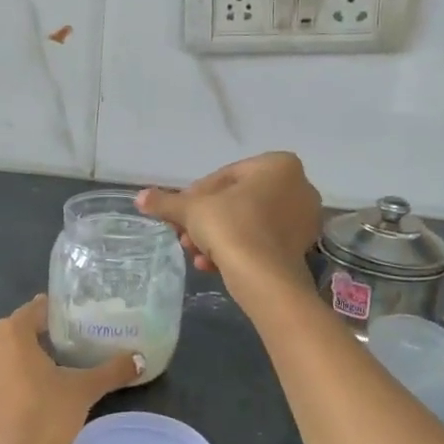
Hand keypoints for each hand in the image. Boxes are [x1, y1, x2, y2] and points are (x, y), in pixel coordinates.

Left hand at [0, 297, 141, 443]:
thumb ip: (111, 372)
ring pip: (5, 356)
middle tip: (73, 347)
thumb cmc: (41, 416)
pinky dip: (11, 383)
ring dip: (26, 361)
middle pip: (20, 331)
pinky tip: (31, 402)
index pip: (37, 309)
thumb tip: (140, 360)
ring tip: (55, 374)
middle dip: (44, 337)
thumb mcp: (82, 391)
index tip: (79, 321)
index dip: (59, 313)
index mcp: (10, 332)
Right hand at [137, 153, 322, 295]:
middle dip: (206, 220)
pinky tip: (211, 265)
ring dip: (217, 237)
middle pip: (236, 201)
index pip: (225, 176)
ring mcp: (303, 219)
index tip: (179, 213)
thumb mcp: (192, 210)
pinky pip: (260, 242)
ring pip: (247, 223)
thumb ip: (167, 202)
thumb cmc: (231, 227)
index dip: (196, 196)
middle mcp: (299, 187)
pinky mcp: (301, 248)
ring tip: (194, 254)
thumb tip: (140, 197)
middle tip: (184, 235)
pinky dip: (236, 250)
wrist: (264, 277)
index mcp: (278, 165)